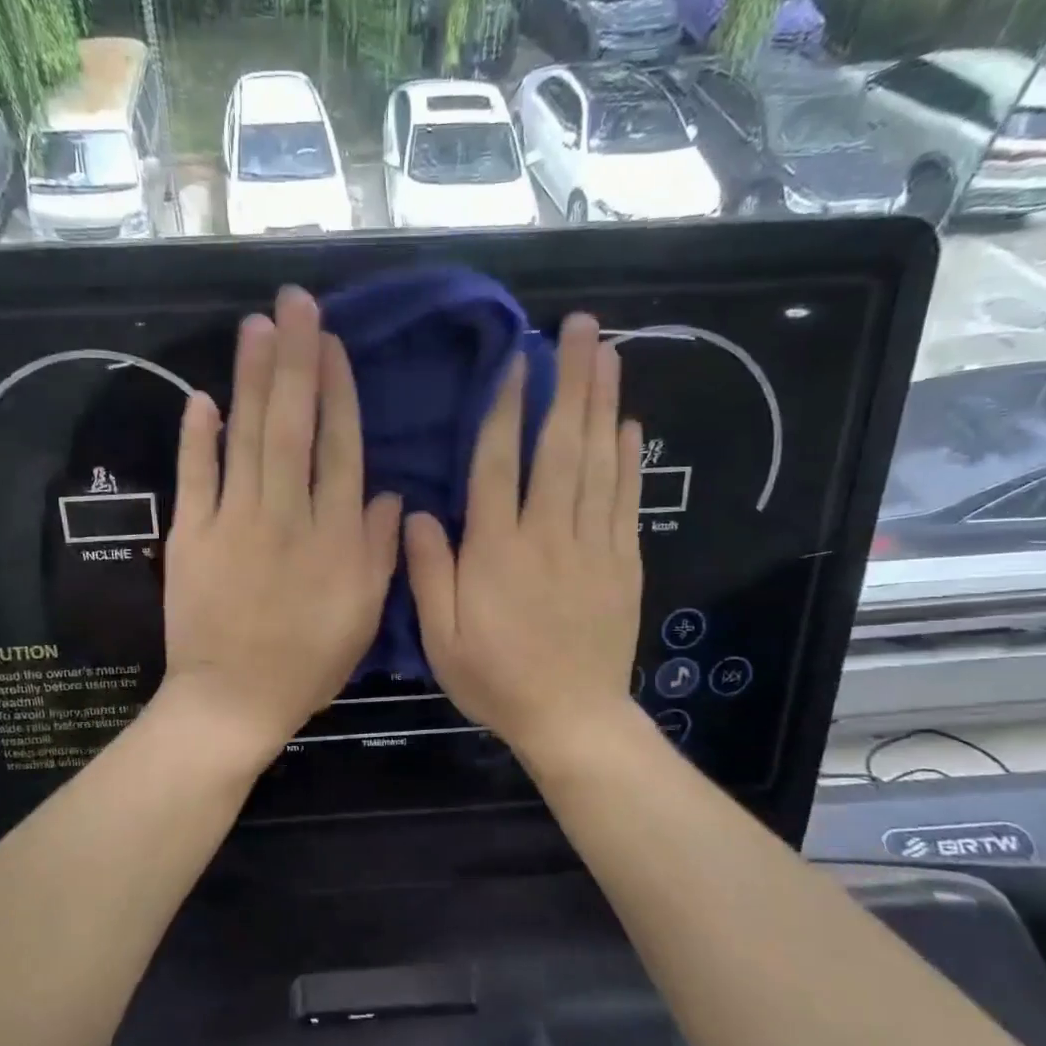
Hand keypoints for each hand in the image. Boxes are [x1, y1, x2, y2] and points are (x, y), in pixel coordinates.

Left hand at [160, 286, 401, 761]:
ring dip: (251, 379)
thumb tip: (391, 495)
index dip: (338, 392)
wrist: (234, 698)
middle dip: (295, 360)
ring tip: (257, 327)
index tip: (333, 345)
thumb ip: (379, 551)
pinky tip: (202, 398)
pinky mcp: (191, 536)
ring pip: (246, 438)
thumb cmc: (308, 662)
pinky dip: (197, 437)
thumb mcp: (363, 614)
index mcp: (334, 536)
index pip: (339, 449)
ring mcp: (234, 522)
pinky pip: (195, 477)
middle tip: (295, 303)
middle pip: (292, 426)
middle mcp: (287, 515)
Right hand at [406, 313, 643, 758]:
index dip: (507, 408)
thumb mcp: (441, 637)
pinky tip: (628, 423)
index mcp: (497, 550)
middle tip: (578, 327)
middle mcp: (548, 535)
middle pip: (560, 447)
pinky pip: (626, 500)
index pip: (500, 464)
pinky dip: (628, 458)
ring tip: (606, 353)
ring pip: (598, 463)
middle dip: (568, 382)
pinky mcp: (623, 562)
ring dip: (601, 405)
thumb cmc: (496, 678)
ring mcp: (592, 546)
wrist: (572, 718)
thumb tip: (417, 512)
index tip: (516, 359)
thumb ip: (429, 572)